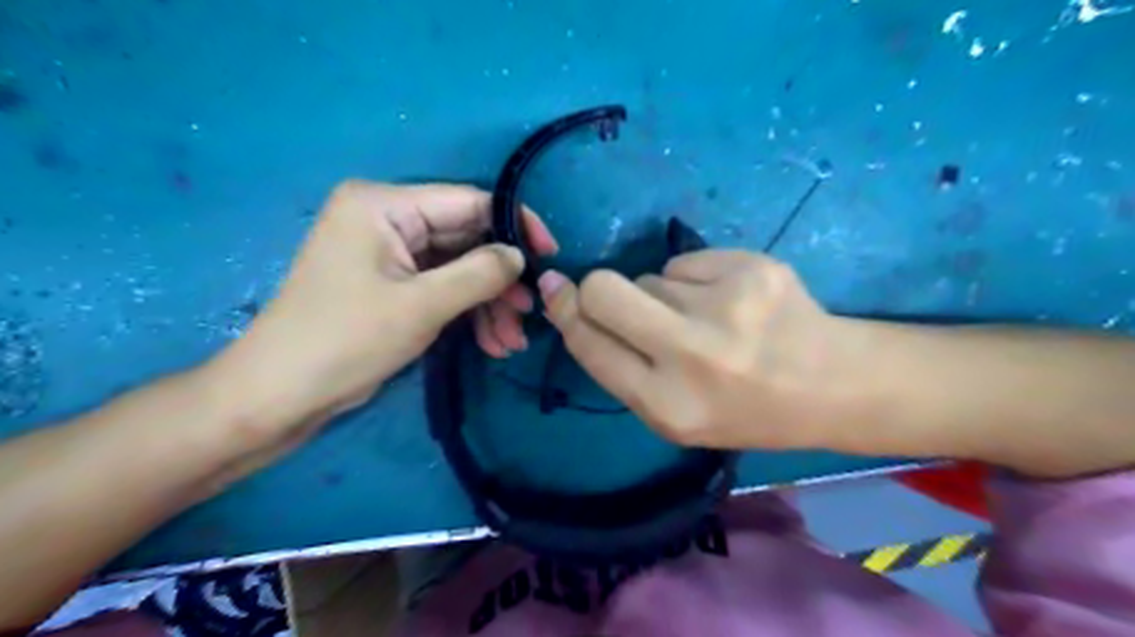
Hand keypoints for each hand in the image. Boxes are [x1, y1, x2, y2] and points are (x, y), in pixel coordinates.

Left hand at [206, 181, 555, 444]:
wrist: (281, 395)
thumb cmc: (346, 340)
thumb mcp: (422, 306)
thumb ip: (479, 273)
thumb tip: (520, 256)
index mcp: (383, 205)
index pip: (468, 202)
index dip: (515, 227)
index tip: (549, 257)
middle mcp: (387, 220)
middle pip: (466, 240)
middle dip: (500, 282)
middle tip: (529, 315)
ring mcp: (390, 254)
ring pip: (459, 269)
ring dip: (488, 305)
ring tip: (510, 342)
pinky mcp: (392, 284)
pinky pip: (443, 288)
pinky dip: (468, 314)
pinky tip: (490, 343)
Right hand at [537, 249, 856, 448]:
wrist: (832, 385)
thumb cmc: (744, 411)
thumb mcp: (675, 414)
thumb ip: (622, 366)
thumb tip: (573, 304)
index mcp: (668, 406)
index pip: (589, 343)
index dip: (566, 311)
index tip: (554, 288)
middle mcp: (692, 355)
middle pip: (604, 290)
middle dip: (597, 289)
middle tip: (621, 300)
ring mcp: (726, 306)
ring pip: (650, 277)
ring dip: (661, 296)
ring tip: (704, 320)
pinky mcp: (752, 268)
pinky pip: (686, 262)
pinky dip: (695, 280)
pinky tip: (729, 302)